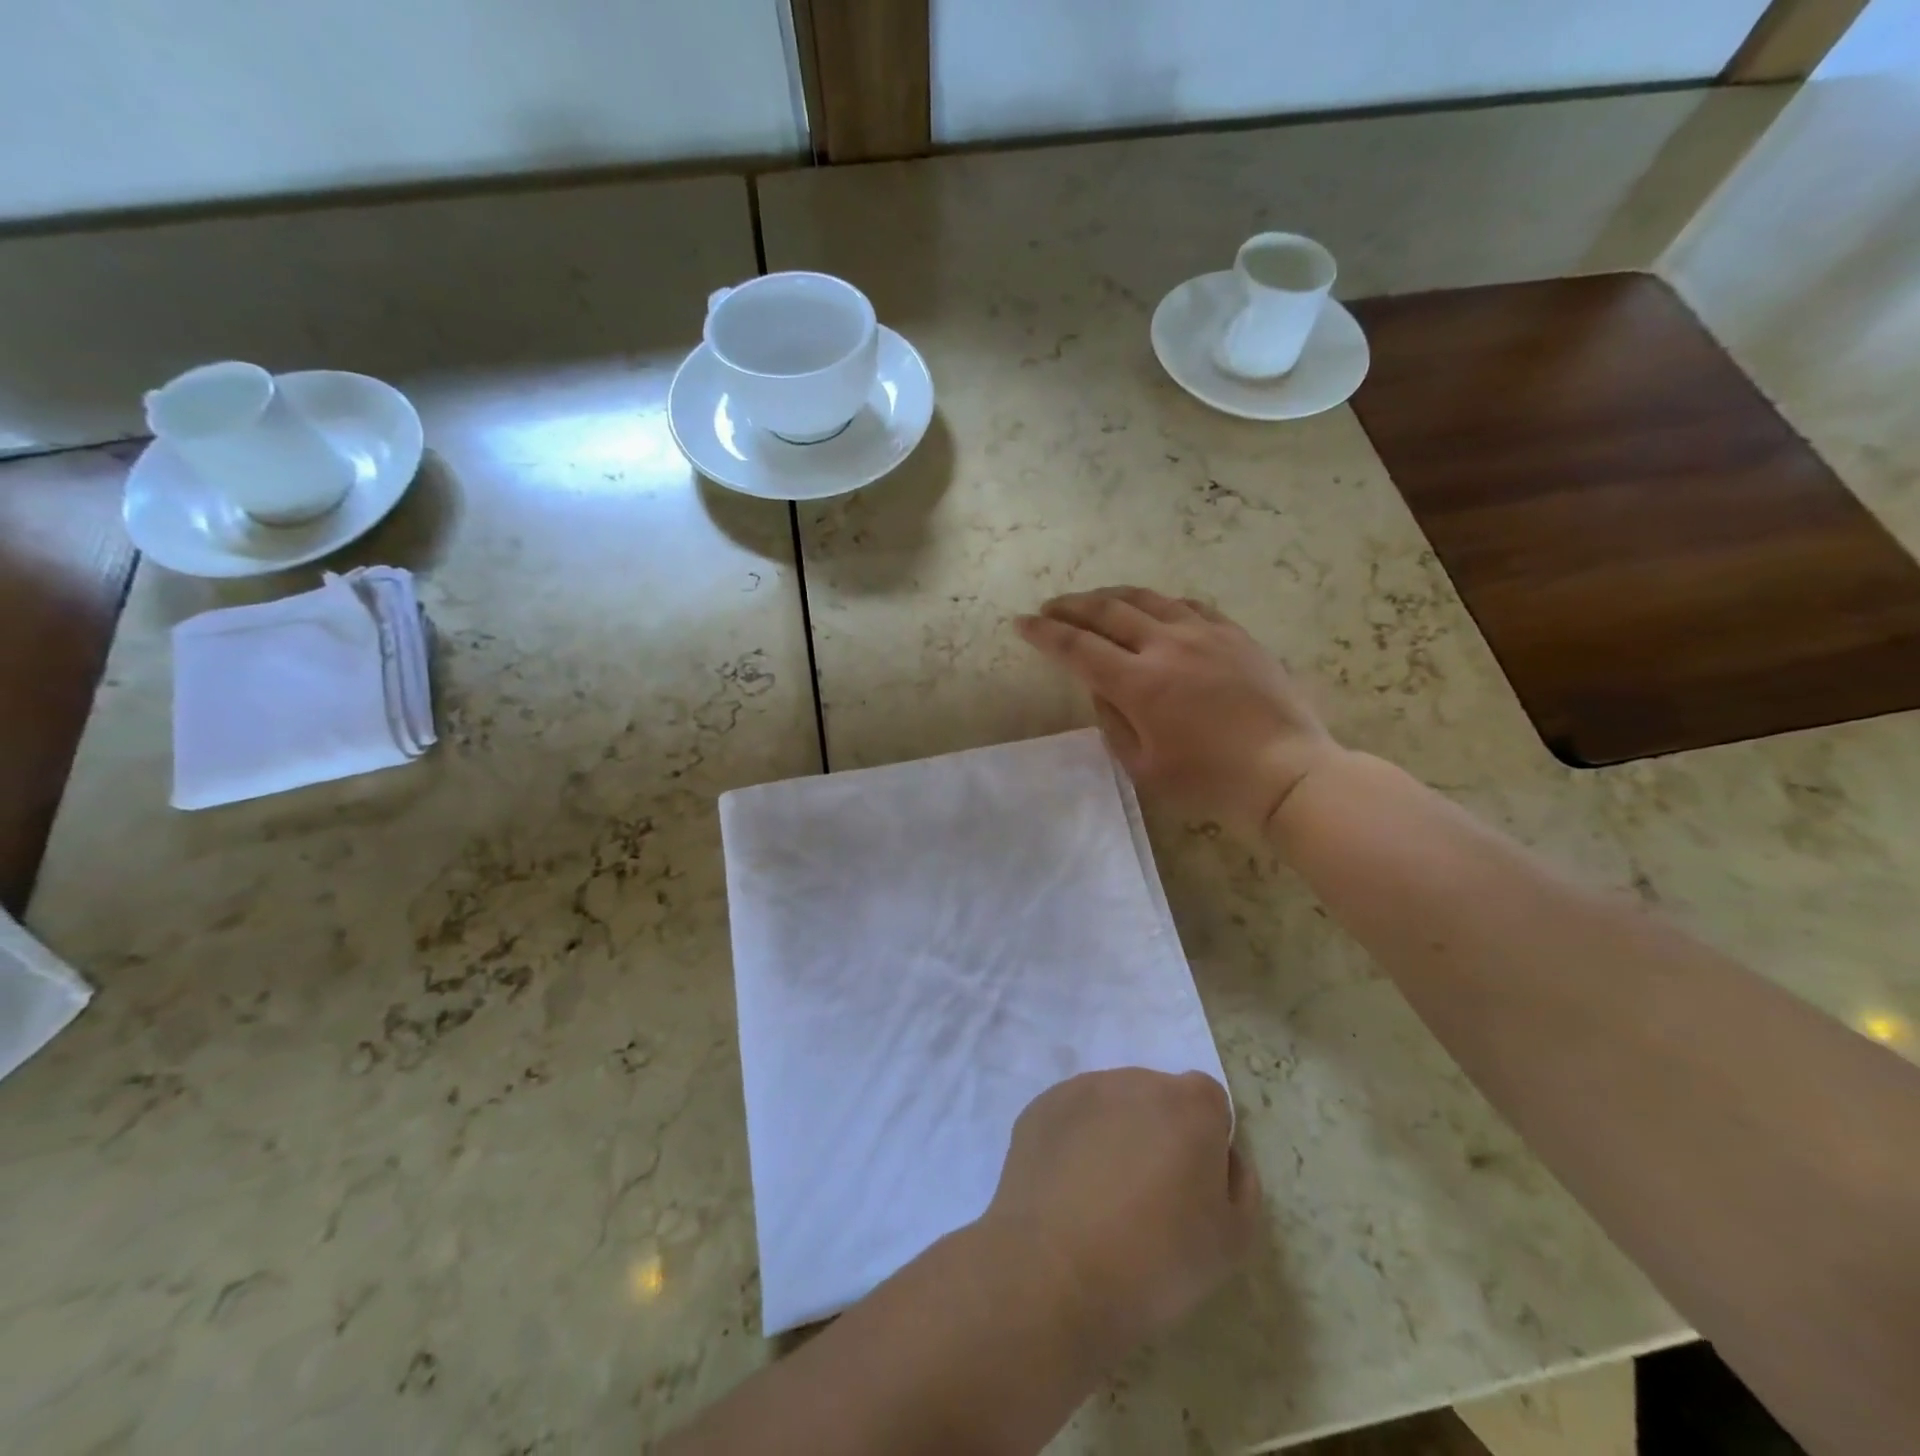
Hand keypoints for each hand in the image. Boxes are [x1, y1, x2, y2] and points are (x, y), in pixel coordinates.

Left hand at [980, 1069, 1260, 1360]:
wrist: (1055, 1273)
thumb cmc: (1157, 1261)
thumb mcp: (1233, 1242)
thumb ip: (1240, 1185)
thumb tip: (1222, 1157)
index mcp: (1189, 1104)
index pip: (1209, 1104)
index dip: (1206, 1144)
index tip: (1193, 1189)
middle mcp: (1136, 1081)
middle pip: (1158, 1098)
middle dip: (1159, 1133)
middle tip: (1148, 1196)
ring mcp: (1082, 1089)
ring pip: (1112, 1105)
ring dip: (1116, 1134)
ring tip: (1102, 1197)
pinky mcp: (1041, 1106)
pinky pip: (1072, 1118)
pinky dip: (1075, 1142)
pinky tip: (1068, 1191)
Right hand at [1017, 586, 1340, 840]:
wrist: (1287, 771)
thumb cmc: (1209, 780)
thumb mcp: (1143, 767)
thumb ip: (1112, 721)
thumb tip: (1100, 687)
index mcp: (1139, 683)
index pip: (1077, 647)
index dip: (1044, 634)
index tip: (1021, 624)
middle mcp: (1166, 645)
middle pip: (1107, 611)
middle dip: (1070, 606)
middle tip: (1049, 607)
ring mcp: (1204, 633)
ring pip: (1146, 599)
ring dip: (1110, 596)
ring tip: (1091, 600)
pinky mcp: (1234, 633)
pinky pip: (1187, 605)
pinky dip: (1158, 603)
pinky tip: (1151, 609)